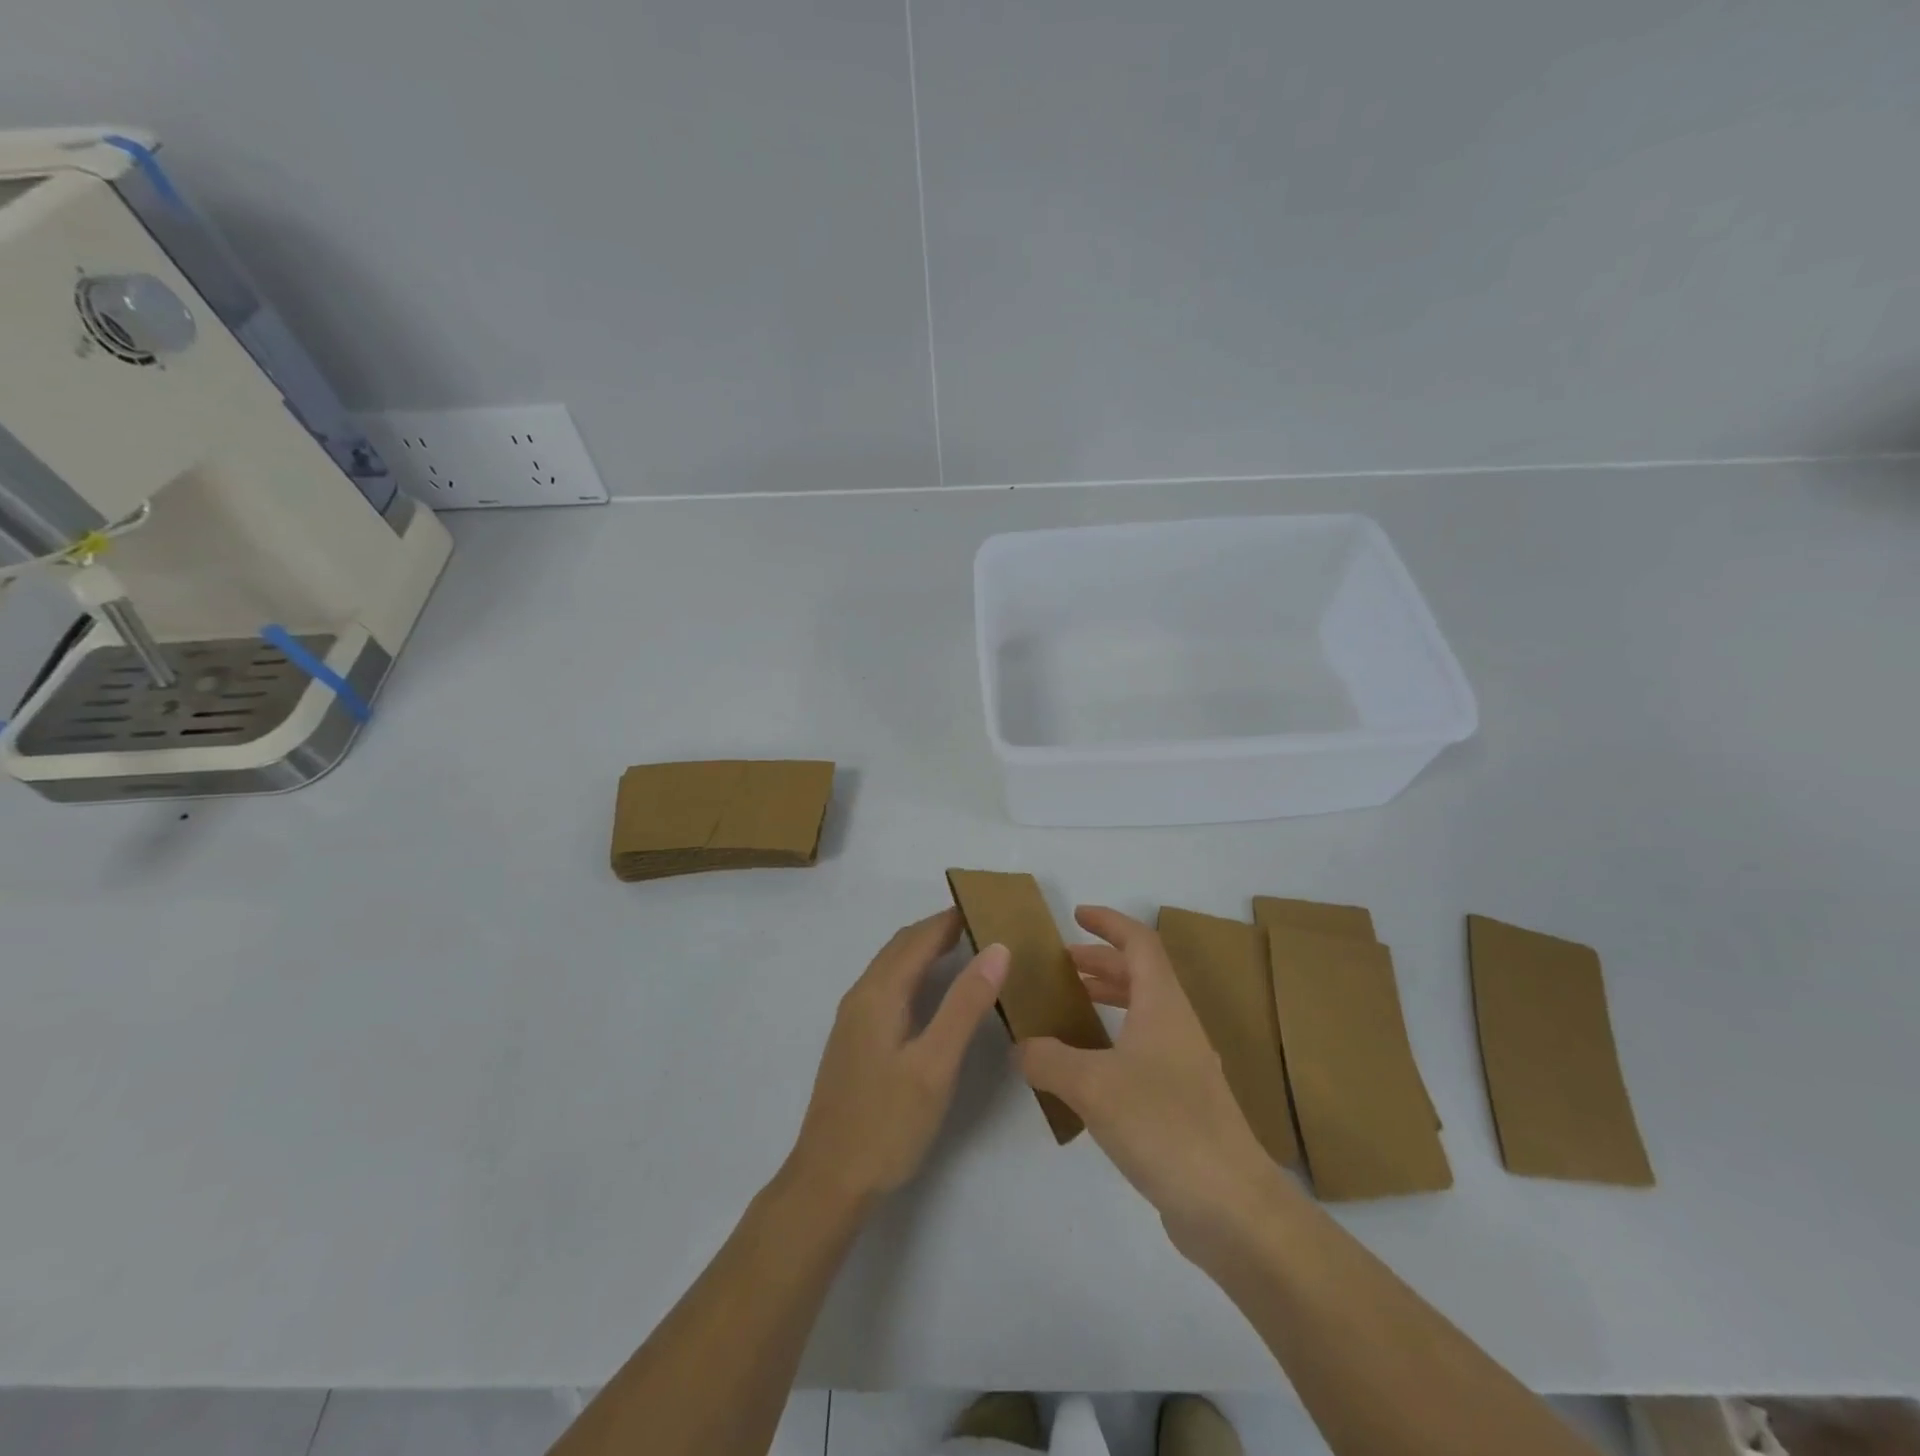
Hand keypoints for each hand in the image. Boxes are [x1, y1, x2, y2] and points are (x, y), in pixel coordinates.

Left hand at [788, 909, 1009, 1206]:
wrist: (828, 1182)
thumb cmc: (887, 1123)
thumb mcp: (936, 1064)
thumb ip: (965, 1004)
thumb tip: (997, 949)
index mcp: (879, 994)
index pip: (919, 938)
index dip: (951, 918)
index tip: (987, 905)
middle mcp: (861, 996)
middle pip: (901, 946)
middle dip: (938, 928)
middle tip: (982, 923)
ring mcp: (853, 1020)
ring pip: (891, 966)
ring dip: (924, 949)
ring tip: (964, 948)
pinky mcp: (854, 1041)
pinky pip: (887, 986)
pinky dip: (913, 972)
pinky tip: (931, 993)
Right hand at [1019, 906, 1280, 1252]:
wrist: (1231, 1206)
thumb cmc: (1163, 1124)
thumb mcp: (1091, 1085)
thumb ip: (1048, 1059)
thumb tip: (1021, 1047)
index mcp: (1163, 1005)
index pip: (1139, 943)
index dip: (1109, 922)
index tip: (1077, 914)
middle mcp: (1177, 1026)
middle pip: (1141, 975)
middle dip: (1101, 962)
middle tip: (1062, 965)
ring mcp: (1185, 1066)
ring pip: (1143, 1014)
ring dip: (1108, 1000)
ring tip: (1070, 1008)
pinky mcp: (1183, 1104)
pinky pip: (1143, 1051)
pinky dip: (1113, 1041)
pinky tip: (1086, 1070)